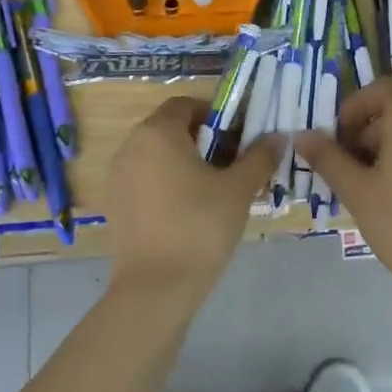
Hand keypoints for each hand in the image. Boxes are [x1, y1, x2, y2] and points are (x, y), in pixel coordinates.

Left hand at [105, 96, 280, 304]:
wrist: (156, 286)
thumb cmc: (200, 226)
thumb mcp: (239, 189)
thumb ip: (259, 157)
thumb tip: (277, 136)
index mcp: (157, 132)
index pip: (186, 104)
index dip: (216, 114)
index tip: (239, 136)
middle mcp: (131, 146)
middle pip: (170, 129)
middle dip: (203, 139)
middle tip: (232, 164)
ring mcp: (118, 176)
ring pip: (156, 155)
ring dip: (184, 162)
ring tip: (213, 189)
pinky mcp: (115, 204)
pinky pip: (144, 179)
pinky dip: (166, 183)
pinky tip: (188, 211)